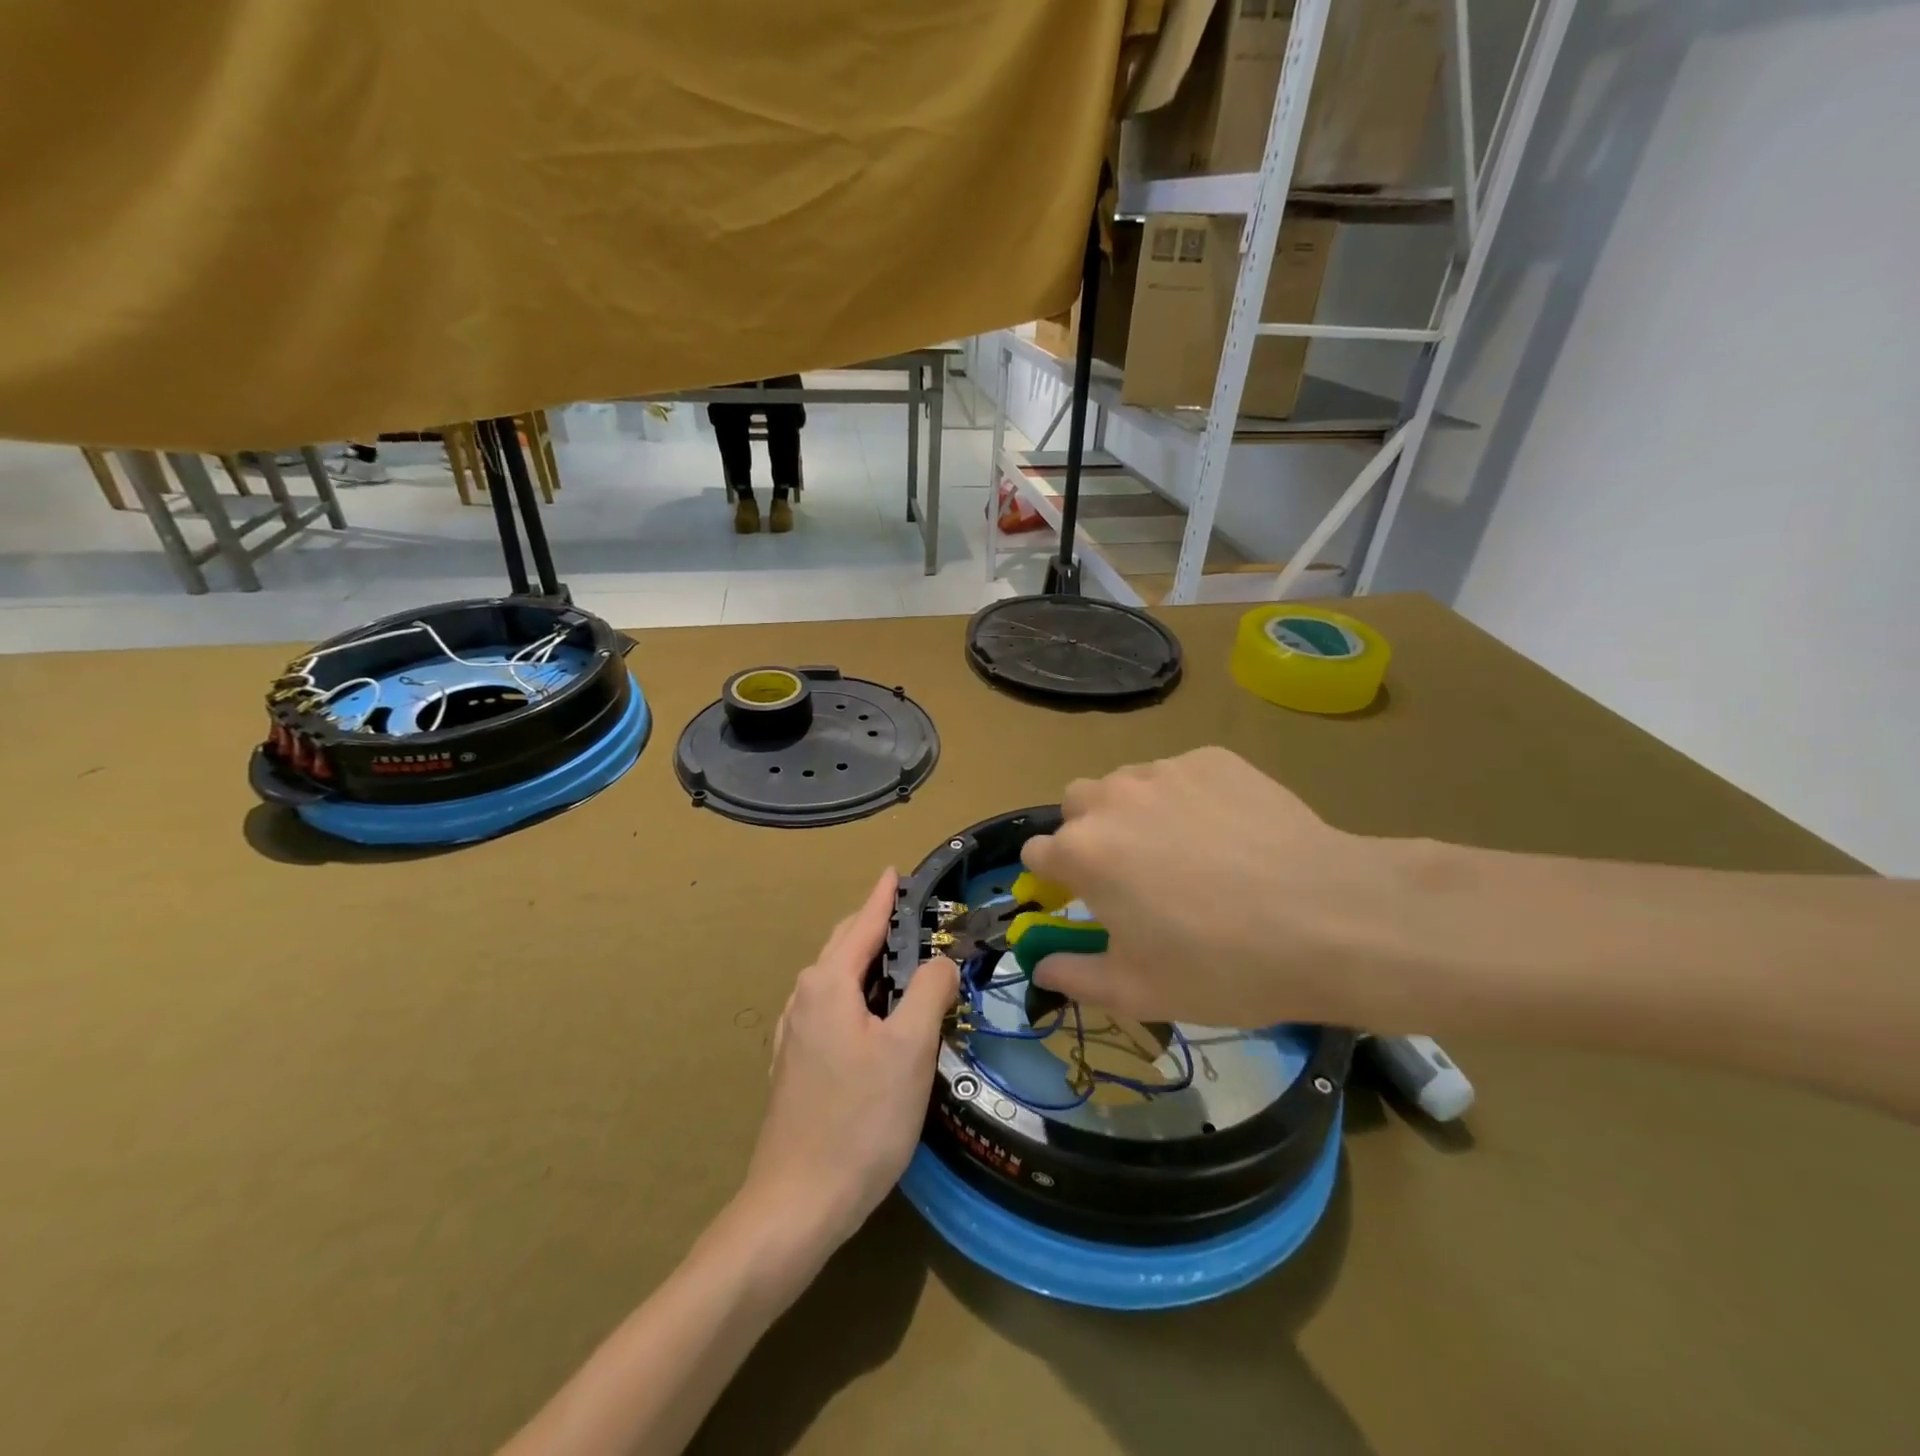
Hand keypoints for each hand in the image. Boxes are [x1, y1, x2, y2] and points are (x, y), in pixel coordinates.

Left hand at [741, 868, 958, 1255]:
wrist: (797, 1202)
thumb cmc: (861, 1119)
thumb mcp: (910, 1050)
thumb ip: (929, 992)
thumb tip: (942, 960)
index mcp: (828, 984)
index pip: (862, 923)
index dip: (883, 896)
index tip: (895, 871)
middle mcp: (804, 997)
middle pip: (844, 946)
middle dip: (876, 926)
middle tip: (915, 920)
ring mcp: (794, 1032)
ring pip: (836, 979)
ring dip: (867, 963)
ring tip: (904, 965)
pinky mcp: (795, 1063)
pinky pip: (830, 1007)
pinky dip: (857, 994)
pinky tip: (874, 1018)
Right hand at [1020, 747, 1428, 1030]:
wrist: (1331, 918)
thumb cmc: (1222, 965)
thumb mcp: (1139, 992)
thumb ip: (1074, 977)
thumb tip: (1042, 966)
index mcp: (1083, 852)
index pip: (1036, 852)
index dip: (1054, 879)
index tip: (1081, 900)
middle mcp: (1112, 799)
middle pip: (1076, 805)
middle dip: (1087, 834)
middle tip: (1131, 874)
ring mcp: (1165, 771)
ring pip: (1126, 785)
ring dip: (1134, 812)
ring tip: (1184, 852)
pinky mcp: (1213, 760)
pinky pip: (1179, 775)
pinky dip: (1186, 799)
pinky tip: (1228, 834)